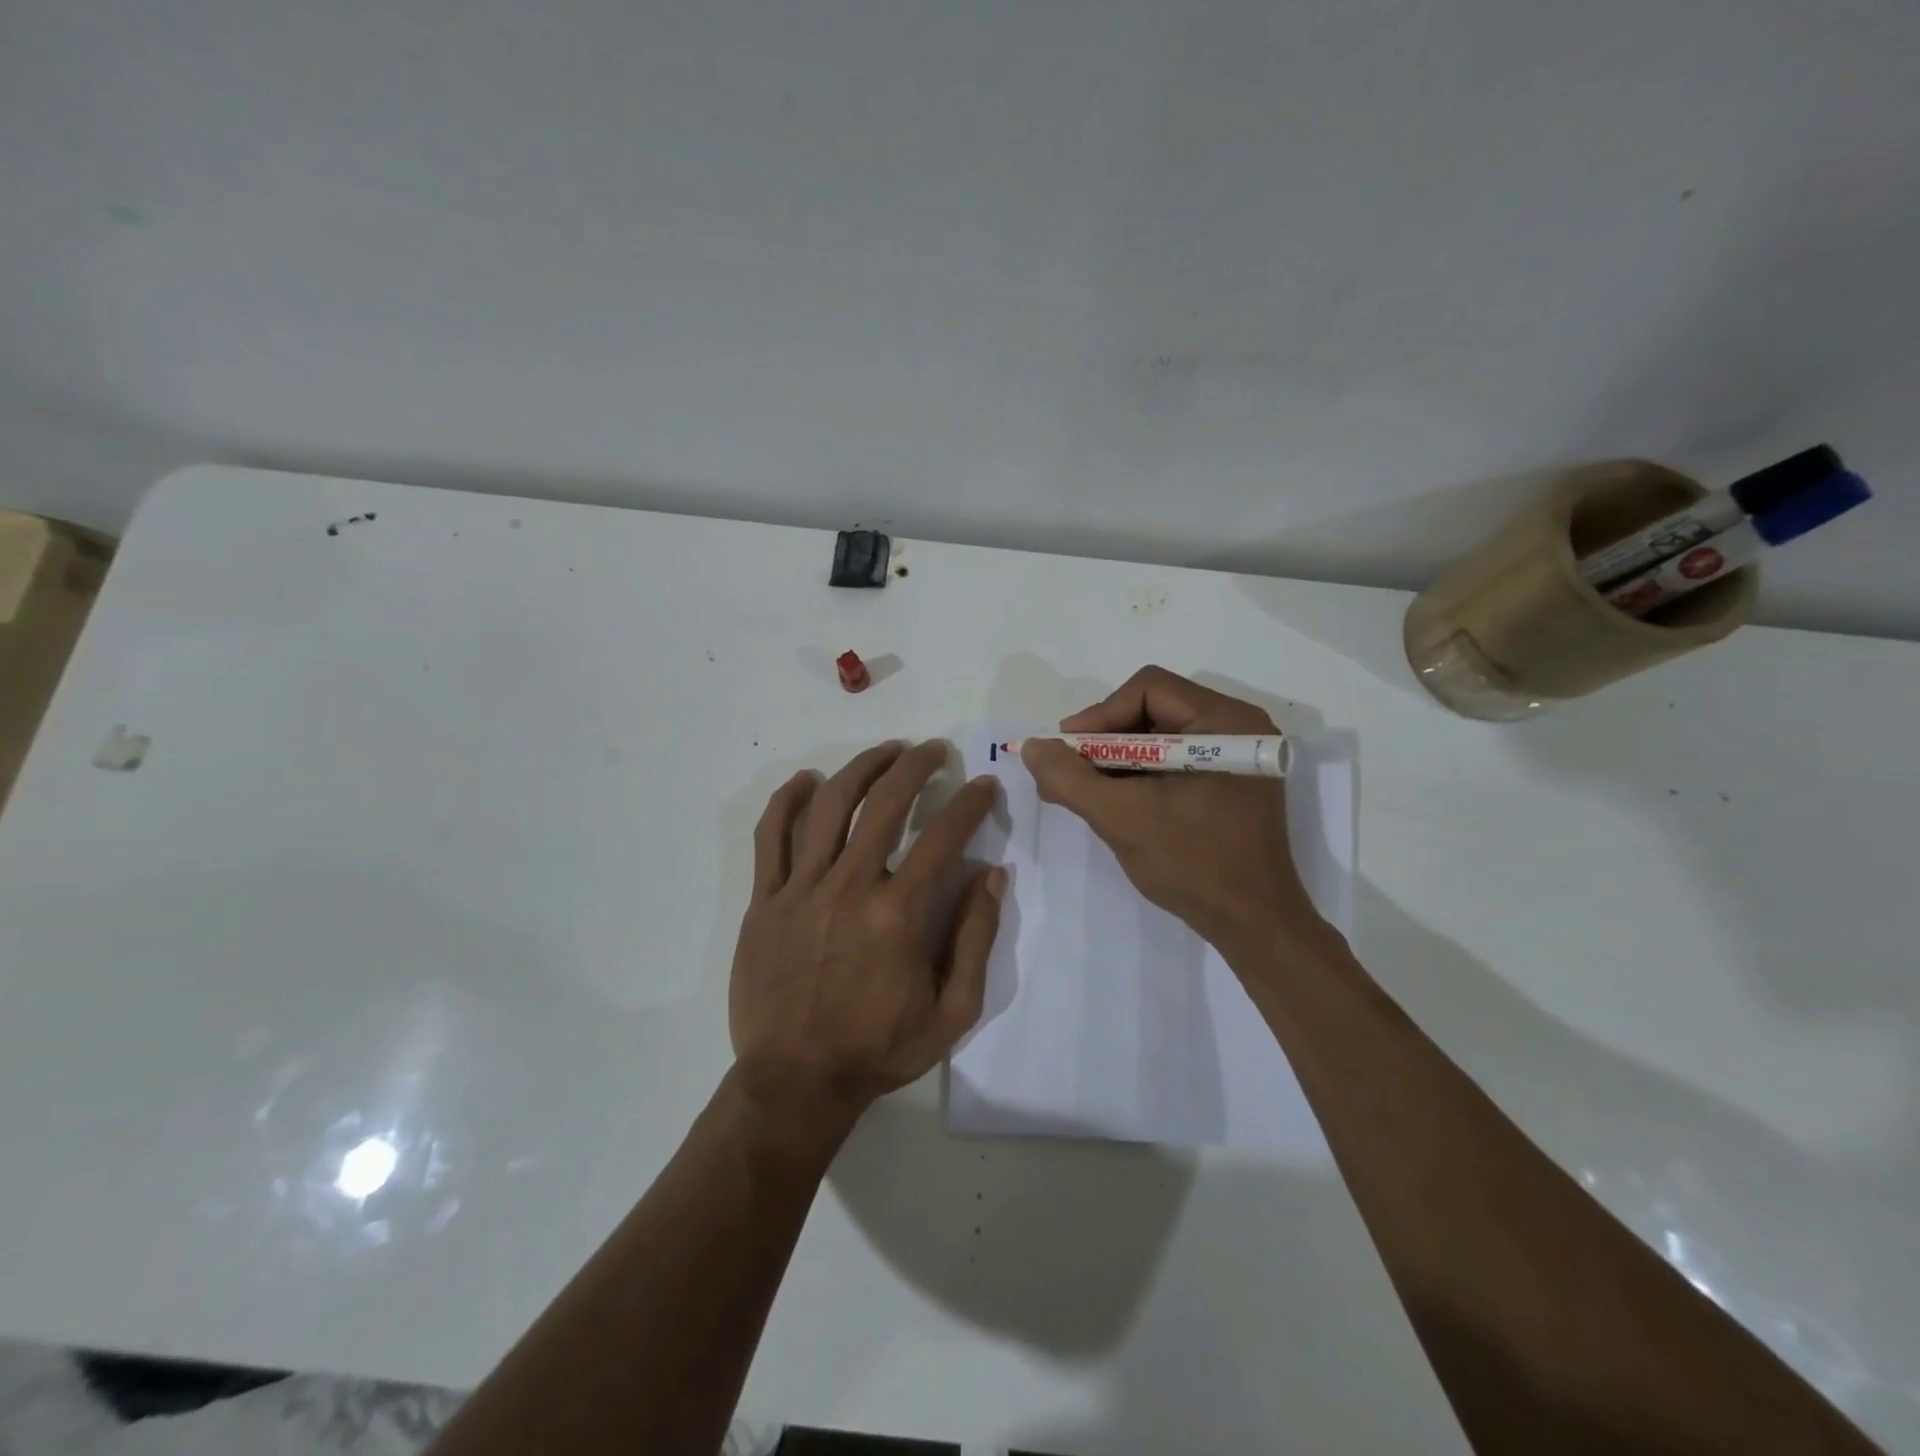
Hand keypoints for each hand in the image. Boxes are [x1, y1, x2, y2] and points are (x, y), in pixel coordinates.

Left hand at [729, 741, 1004, 1141]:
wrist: (796, 1082)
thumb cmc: (878, 1049)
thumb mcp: (952, 1011)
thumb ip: (975, 938)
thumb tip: (990, 874)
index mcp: (898, 914)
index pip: (944, 836)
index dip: (971, 803)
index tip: (984, 785)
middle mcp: (850, 887)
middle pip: (886, 803)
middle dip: (916, 766)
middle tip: (933, 751)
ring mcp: (801, 890)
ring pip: (831, 806)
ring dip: (862, 768)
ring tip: (886, 752)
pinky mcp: (764, 900)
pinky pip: (771, 836)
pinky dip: (788, 800)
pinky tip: (807, 780)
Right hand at [1022, 666, 1325, 957]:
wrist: (1253, 925)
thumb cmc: (1193, 866)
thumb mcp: (1121, 818)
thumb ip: (1070, 778)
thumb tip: (1033, 747)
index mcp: (1226, 723)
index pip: (1148, 689)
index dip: (1100, 714)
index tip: (1068, 751)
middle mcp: (1238, 726)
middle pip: (1153, 708)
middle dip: (1105, 738)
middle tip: (1071, 770)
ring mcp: (1237, 755)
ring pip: (1160, 734)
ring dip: (1118, 758)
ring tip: (1085, 790)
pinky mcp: (1230, 780)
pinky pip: (1174, 758)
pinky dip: (1139, 773)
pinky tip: (1114, 799)